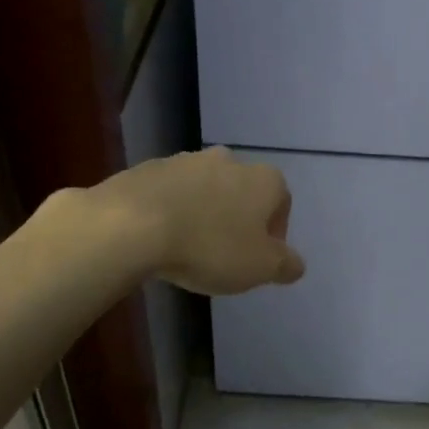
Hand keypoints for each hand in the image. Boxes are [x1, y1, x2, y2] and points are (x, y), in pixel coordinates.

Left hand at [103, 147, 305, 295]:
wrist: (132, 224)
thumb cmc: (210, 246)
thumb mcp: (260, 267)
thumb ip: (285, 265)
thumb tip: (296, 264)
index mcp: (264, 179)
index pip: (281, 204)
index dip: (274, 234)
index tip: (257, 260)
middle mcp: (229, 160)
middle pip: (242, 193)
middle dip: (237, 221)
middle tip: (224, 256)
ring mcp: (186, 160)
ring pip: (205, 190)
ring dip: (203, 214)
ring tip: (188, 249)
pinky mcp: (149, 168)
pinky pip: (169, 193)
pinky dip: (170, 212)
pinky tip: (159, 239)